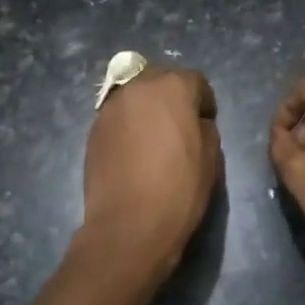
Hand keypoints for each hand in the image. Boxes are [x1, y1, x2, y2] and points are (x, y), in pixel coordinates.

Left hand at [80, 66, 221, 276]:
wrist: (129, 224)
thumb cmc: (179, 189)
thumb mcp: (211, 157)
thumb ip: (205, 127)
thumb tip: (194, 122)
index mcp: (172, 88)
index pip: (195, 80)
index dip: (204, 102)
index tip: (206, 123)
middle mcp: (138, 88)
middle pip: (160, 80)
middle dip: (172, 97)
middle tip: (180, 126)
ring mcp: (110, 108)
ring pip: (135, 97)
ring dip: (147, 110)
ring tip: (154, 140)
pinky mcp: (93, 130)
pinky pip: (118, 118)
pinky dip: (128, 127)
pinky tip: (134, 154)